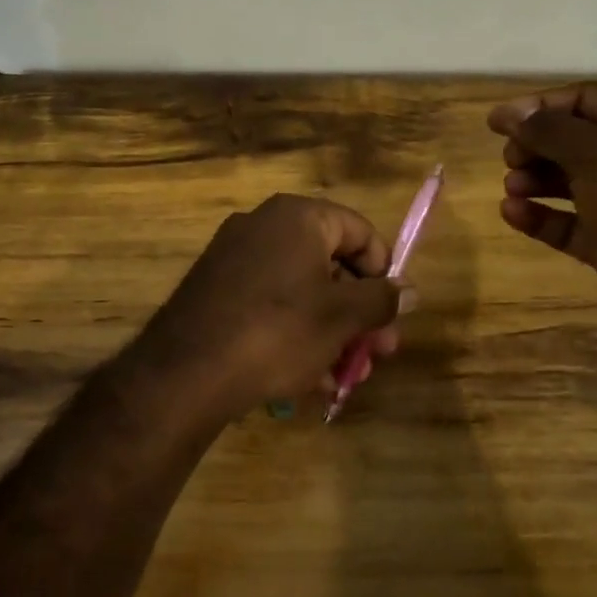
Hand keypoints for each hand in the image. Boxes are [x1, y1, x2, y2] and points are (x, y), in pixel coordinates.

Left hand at [127, 194, 414, 425]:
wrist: (187, 371)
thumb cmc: (278, 331)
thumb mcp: (341, 317)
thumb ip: (382, 300)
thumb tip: (410, 291)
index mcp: (297, 218)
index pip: (359, 231)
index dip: (383, 273)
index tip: (390, 314)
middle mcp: (263, 226)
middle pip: (331, 264)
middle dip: (359, 313)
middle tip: (377, 354)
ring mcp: (234, 258)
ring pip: (301, 291)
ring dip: (331, 332)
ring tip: (346, 376)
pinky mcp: (215, 291)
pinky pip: (270, 305)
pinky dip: (294, 334)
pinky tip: (308, 379)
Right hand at [487, 83, 596, 351]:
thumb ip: (548, 129)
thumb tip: (509, 111)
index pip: (587, 99)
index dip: (541, 106)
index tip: (497, 122)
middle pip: (577, 140)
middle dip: (538, 145)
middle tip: (509, 159)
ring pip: (572, 183)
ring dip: (536, 180)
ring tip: (511, 187)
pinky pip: (570, 224)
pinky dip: (541, 217)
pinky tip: (512, 213)